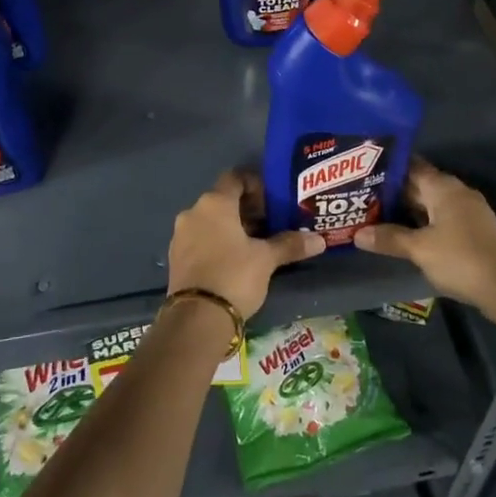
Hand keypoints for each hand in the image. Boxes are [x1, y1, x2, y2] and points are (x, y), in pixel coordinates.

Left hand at [168, 171, 322, 320]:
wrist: (196, 318)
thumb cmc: (234, 275)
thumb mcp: (266, 259)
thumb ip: (290, 244)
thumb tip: (320, 240)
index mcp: (215, 203)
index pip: (235, 178)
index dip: (255, 185)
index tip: (272, 201)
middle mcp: (193, 212)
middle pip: (222, 200)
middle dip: (246, 210)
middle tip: (269, 225)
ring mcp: (180, 236)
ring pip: (210, 221)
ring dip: (231, 228)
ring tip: (255, 245)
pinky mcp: (175, 258)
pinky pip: (200, 240)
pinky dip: (216, 243)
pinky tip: (234, 261)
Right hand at [354, 159, 495, 312]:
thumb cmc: (462, 259)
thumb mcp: (420, 249)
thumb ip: (389, 239)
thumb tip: (357, 234)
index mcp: (443, 187)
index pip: (410, 166)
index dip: (386, 169)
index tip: (361, 171)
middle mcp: (456, 193)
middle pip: (419, 186)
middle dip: (391, 192)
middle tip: (359, 197)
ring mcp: (467, 212)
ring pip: (429, 205)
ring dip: (405, 211)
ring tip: (373, 215)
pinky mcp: (473, 232)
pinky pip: (439, 220)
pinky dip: (420, 224)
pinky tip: (402, 235)